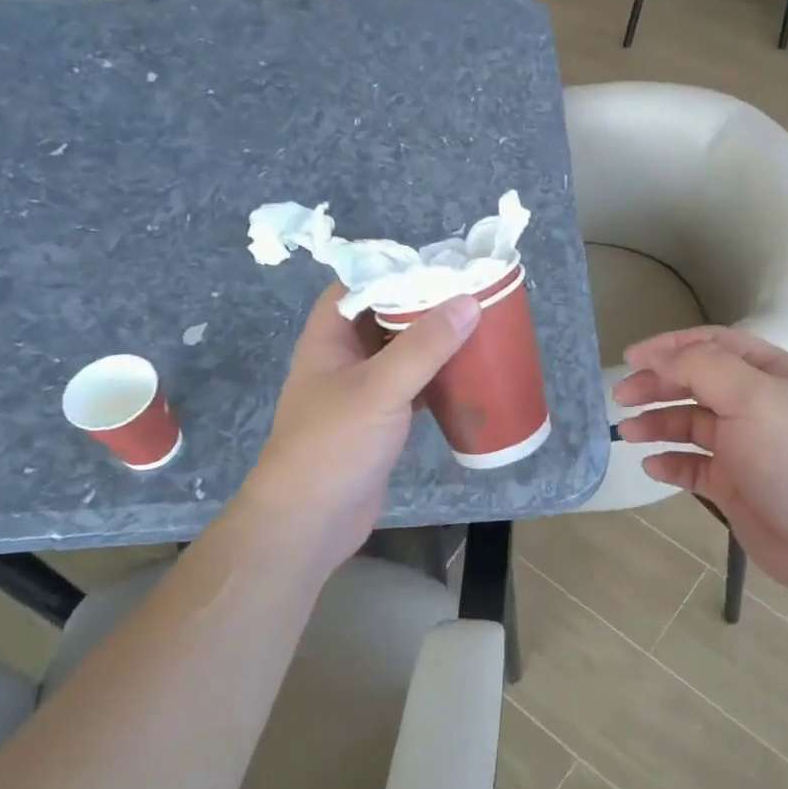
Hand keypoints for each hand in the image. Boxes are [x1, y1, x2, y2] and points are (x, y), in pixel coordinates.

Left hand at [239, 284, 479, 580]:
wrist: (309, 522)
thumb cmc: (333, 446)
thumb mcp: (380, 388)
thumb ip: (424, 346)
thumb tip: (467, 301)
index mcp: (329, 339)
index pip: (358, 286)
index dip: (393, 271)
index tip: (439, 265)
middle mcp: (343, 360)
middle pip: (385, 318)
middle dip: (424, 306)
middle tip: (470, 295)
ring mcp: (361, 393)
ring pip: (402, 355)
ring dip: (434, 345)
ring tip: (478, 328)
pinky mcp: (379, 424)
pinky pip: (412, 389)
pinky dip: (436, 380)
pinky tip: (468, 377)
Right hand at [613, 326, 787, 603]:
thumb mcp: (752, 397)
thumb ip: (702, 367)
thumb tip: (658, 357)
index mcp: (768, 373)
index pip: (712, 344)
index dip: (669, 346)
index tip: (630, 357)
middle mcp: (755, 404)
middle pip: (695, 382)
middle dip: (657, 384)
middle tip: (620, 396)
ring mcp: (744, 446)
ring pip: (689, 424)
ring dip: (657, 423)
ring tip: (628, 433)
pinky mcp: (733, 484)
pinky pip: (693, 466)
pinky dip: (670, 463)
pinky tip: (652, 466)